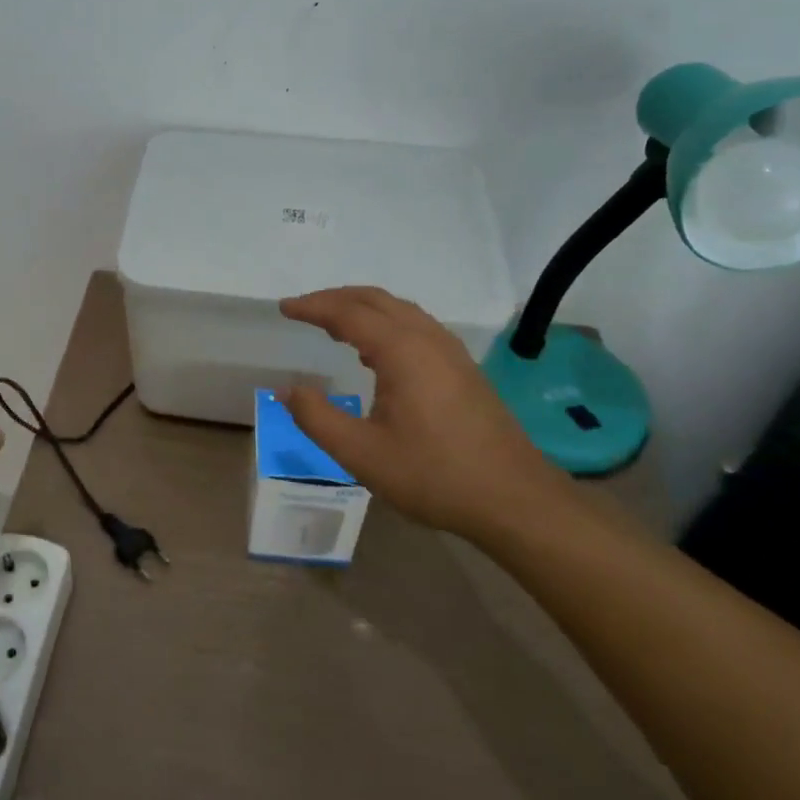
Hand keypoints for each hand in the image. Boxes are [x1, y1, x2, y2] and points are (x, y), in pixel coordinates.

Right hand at [279, 287, 571, 540]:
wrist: (514, 500)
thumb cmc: (433, 475)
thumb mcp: (361, 454)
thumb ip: (317, 418)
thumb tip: (287, 389)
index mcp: (402, 351)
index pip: (348, 313)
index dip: (313, 307)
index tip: (284, 308)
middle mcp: (428, 339)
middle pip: (376, 300)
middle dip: (336, 299)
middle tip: (303, 309)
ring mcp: (451, 352)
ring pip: (400, 311)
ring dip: (362, 308)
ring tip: (332, 324)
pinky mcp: (463, 369)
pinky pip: (415, 327)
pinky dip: (385, 323)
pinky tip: (375, 351)